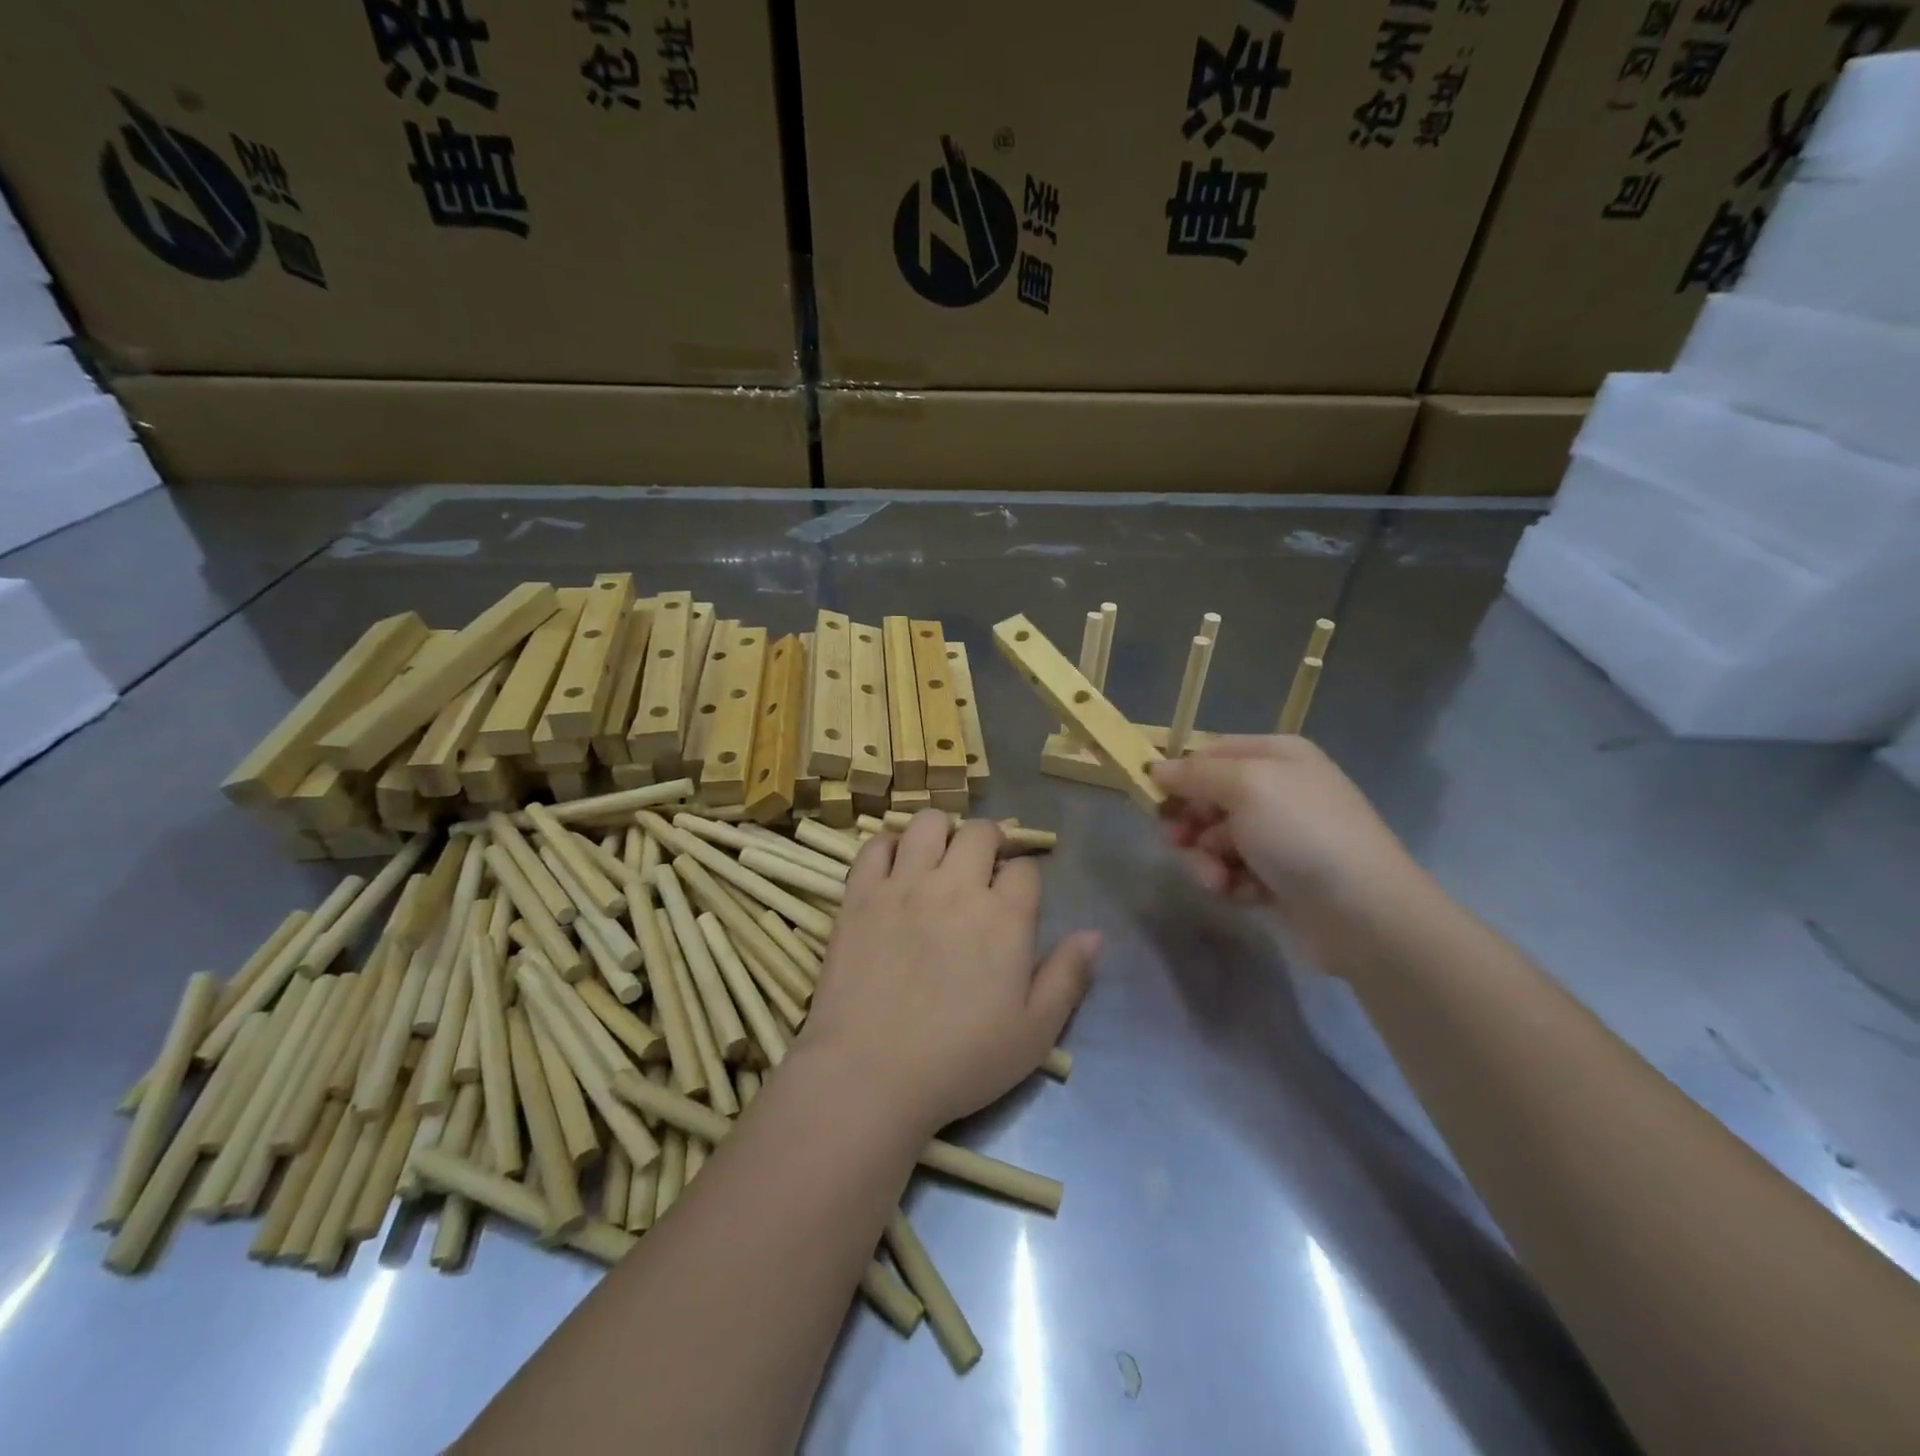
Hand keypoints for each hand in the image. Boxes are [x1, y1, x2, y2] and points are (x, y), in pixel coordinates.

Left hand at [796, 812, 1099, 1137]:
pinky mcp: (860, 894)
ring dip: (941, 832)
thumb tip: (1096, 933)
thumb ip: (1068, 977)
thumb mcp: (1034, 1033)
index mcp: (1005, 917)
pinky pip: (875, 845)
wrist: (870, 1074)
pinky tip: (895, 868)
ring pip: (928, 823)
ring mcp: (904, 886)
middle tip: (982, 868)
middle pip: (980, 832)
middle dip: (990, 842)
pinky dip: (889, 846)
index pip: (1025, 869)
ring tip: (939, 858)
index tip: (1015, 900)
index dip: (1024, 879)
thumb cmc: (960, 1061)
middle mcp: (956, 887)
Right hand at [1151, 736, 1426, 957]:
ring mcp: (1280, 835)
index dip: (1179, 775)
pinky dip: (1231, 883)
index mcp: (1275, 755)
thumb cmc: (1302, 833)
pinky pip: (1235, 871)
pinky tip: (1243, 895)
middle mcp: (1278, 789)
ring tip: (1218, 880)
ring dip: (1207, 860)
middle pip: (1208, 799)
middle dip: (1191, 825)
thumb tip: (1155, 767)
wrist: (1364, 912)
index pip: (1209, 753)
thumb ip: (1195, 773)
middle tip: (1179, 843)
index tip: (1152, 799)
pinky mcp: (1280, 876)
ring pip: (1215, 840)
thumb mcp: (1245, 787)